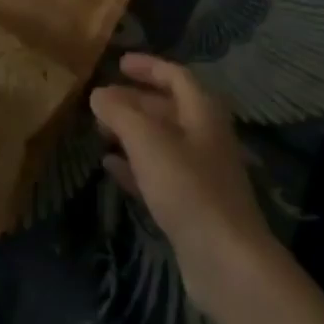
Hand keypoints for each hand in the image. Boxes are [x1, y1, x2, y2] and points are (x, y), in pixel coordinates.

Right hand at [91, 52, 277, 309]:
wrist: (225, 260)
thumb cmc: (188, 187)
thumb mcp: (147, 141)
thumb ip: (120, 113)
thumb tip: (98, 93)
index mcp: (203, 113)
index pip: (176, 76)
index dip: (148, 67)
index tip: (119, 63)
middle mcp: (205, 138)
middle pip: (168, 109)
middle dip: (134, 101)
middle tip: (101, 100)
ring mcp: (200, 174)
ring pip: (161, 142)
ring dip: (131, 133)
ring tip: (99, 130)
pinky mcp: (191, 205)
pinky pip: (158, 174)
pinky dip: (134, 165)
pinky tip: (109, 166)